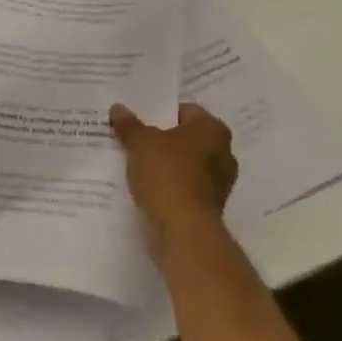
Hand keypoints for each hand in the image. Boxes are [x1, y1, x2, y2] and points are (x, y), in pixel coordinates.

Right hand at [110, 102, 238, 261]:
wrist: (183, 232)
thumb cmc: (167, 174)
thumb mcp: (140, 143)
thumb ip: (129, 124)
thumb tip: (118, 108)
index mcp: (213, 129)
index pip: (185, 111)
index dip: (161, 113)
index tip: (139, 119)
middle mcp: (223, 153)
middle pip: (186, 139)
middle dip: (162, 140)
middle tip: (134, 139)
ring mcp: (219, 183)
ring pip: (185, 165)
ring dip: (165, 166)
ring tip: (135, 164)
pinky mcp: (209, 208)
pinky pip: (184, 188)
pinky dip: (168, 187)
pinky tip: (145, 188)